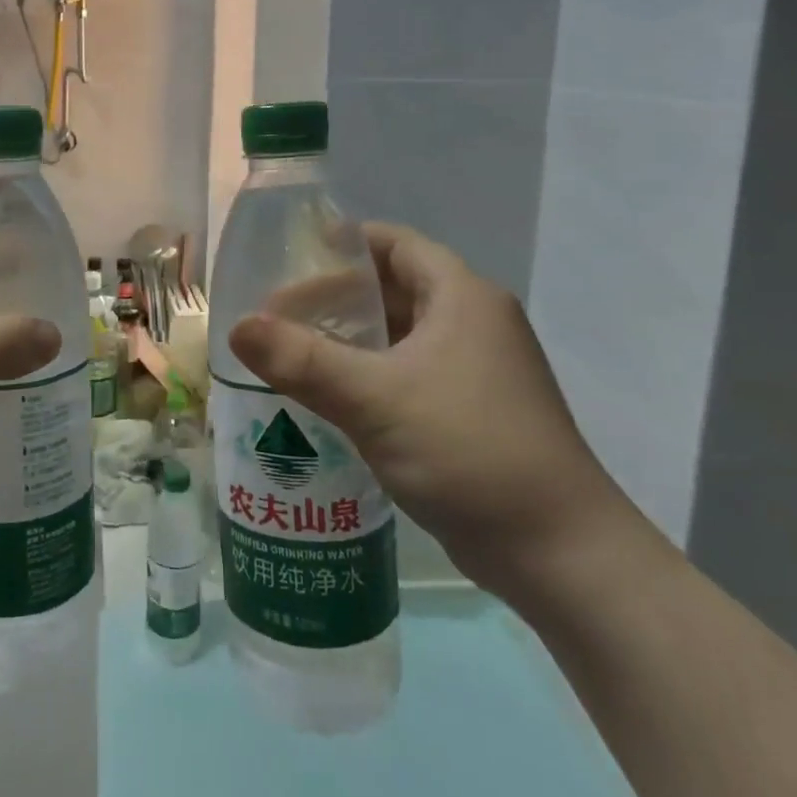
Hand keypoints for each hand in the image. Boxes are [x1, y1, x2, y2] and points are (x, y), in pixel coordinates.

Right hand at [228, 223, 634, 591]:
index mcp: (462, 297)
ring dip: (349, 338)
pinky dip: (368, 373)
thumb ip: (302, 360)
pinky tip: (329, 396)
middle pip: (393, 287)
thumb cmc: (469, 451)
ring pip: (399, 334)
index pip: (394, 243)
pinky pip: (408, 372)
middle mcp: (473, 322)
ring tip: (291, 351)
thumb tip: (237, 327)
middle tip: (277, 313)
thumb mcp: (375, 400)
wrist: (559, 553)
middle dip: (335, 296)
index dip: (342, 244)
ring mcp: (476, 369)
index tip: (289, 259)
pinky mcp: (472, 410)